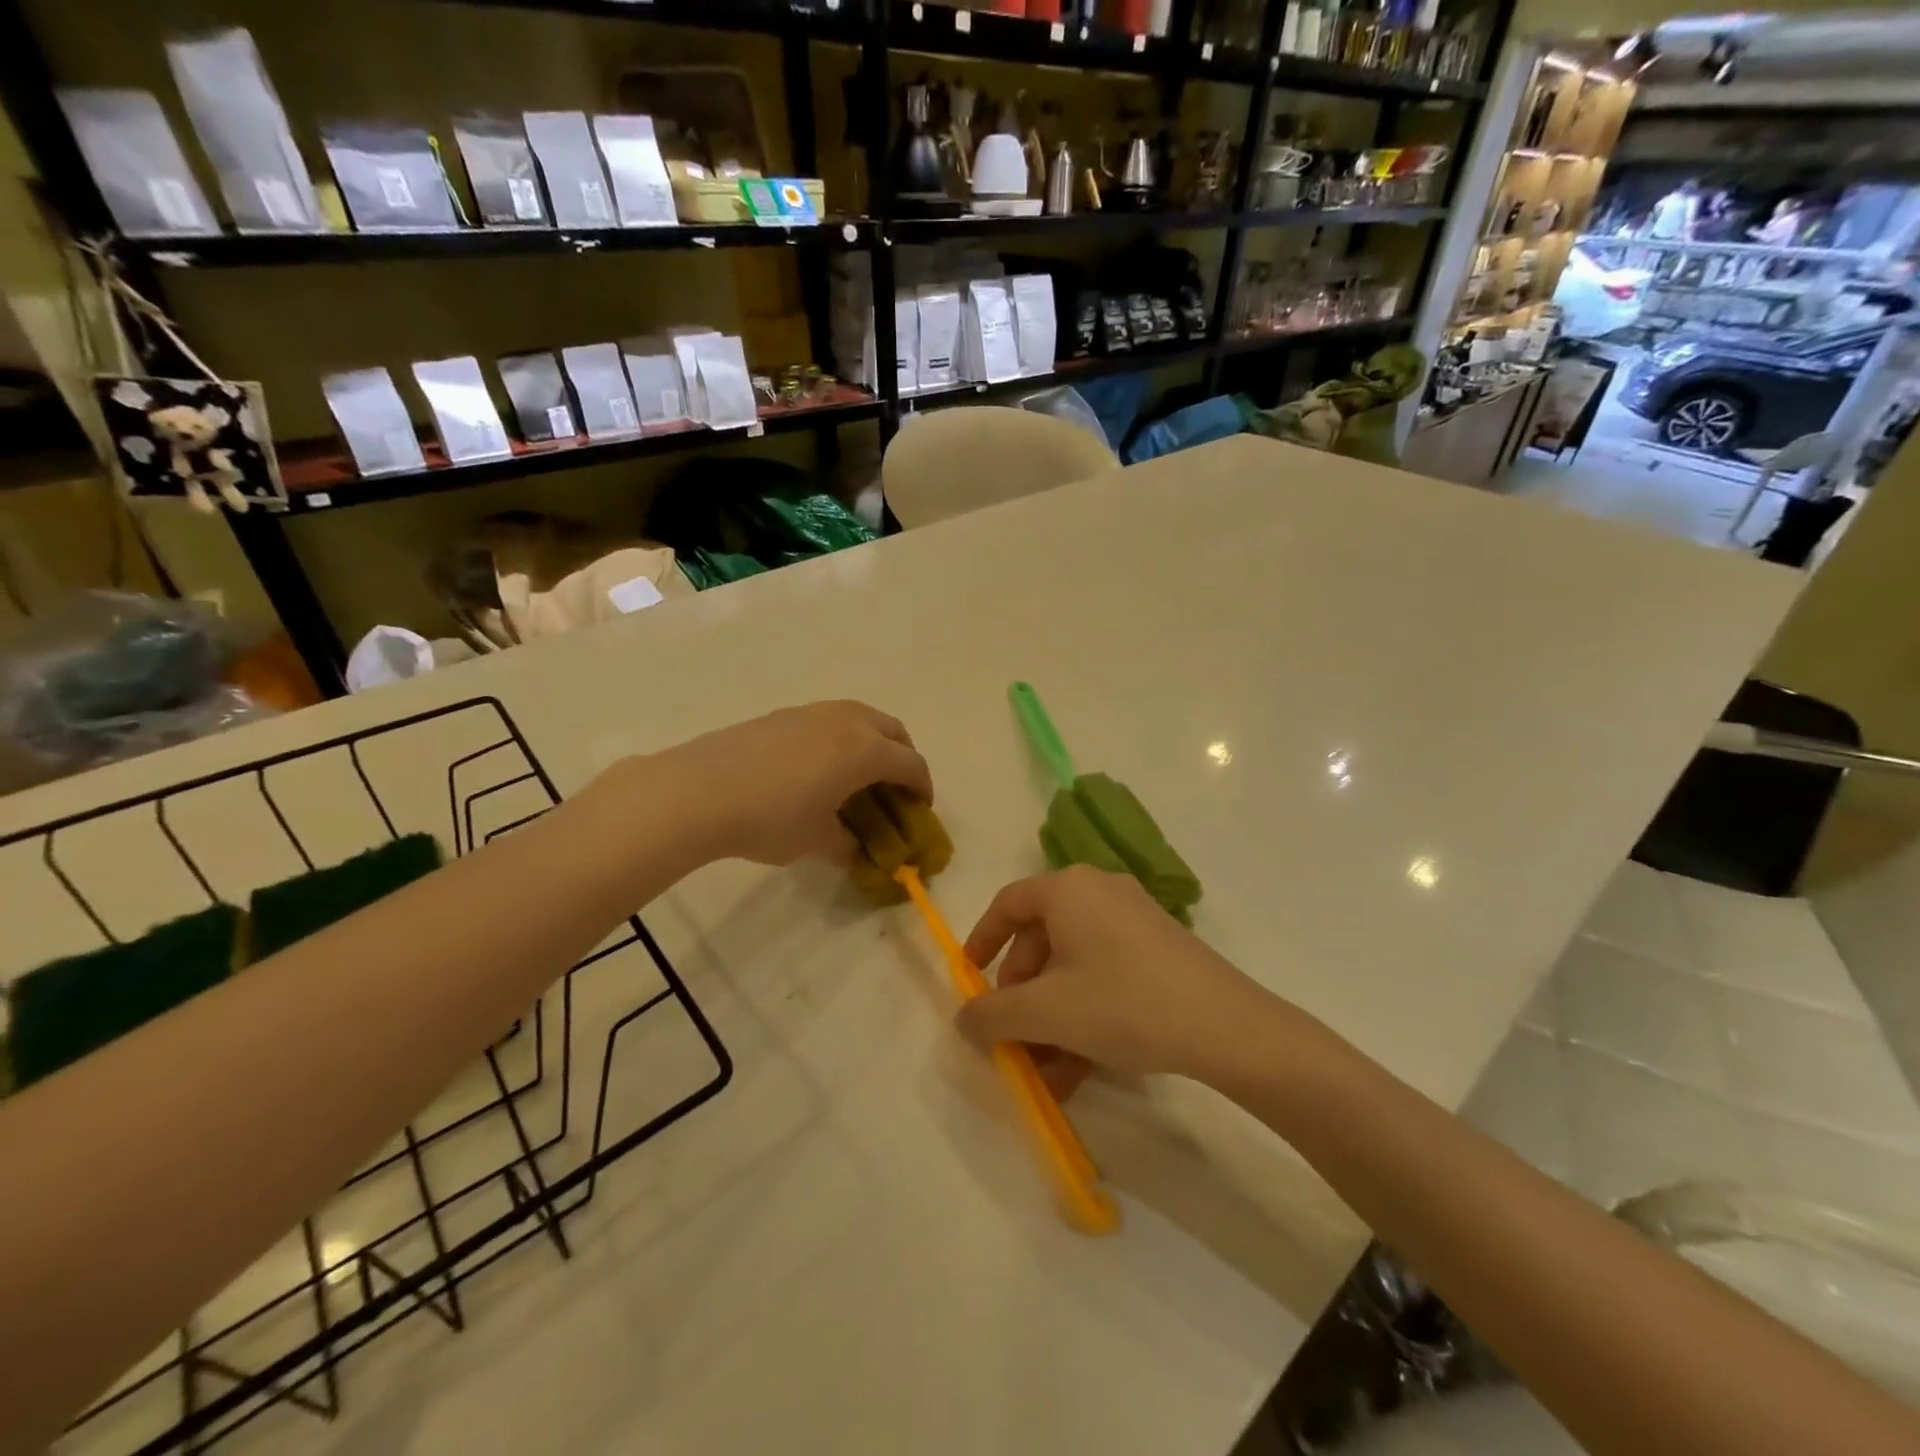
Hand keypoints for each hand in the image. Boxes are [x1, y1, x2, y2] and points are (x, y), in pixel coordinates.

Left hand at [653, 701, 932, 866]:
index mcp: (867, 750)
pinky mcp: (783, 714)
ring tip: (855, 775)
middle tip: (893, 787)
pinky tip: (815, 768)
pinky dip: (839, 739)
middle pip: (893, 731)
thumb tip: (855, 849)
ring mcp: (813, 712)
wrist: (700, 791)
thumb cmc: (772, 818)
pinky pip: (828, 720)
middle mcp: (848, 721)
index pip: (911, 764)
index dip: (922, 788)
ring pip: (860, 718)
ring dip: (871, 742)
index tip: (919, 810)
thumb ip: (847, 844)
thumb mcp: (817, 841)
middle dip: (902, 757)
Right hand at [956, 866, 1280, 1094]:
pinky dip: (1086, 1011)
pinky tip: (1082, 1067)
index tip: (970, 978)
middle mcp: (1100, 891)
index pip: (1008, 903)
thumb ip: (993, 1014)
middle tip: (1013, 1033)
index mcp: (1068, 889)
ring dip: (1053, 1014)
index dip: (982, 940)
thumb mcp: (1047, 1012)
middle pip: (1041, 937)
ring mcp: (1134, 918)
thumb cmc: (1124, 1003)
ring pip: (1074, 963)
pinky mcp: (1160, 947)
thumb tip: (964, 1018)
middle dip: (1021, 991)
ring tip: (1047, 1069)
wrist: (1227, 1026)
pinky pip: (1105, 972)